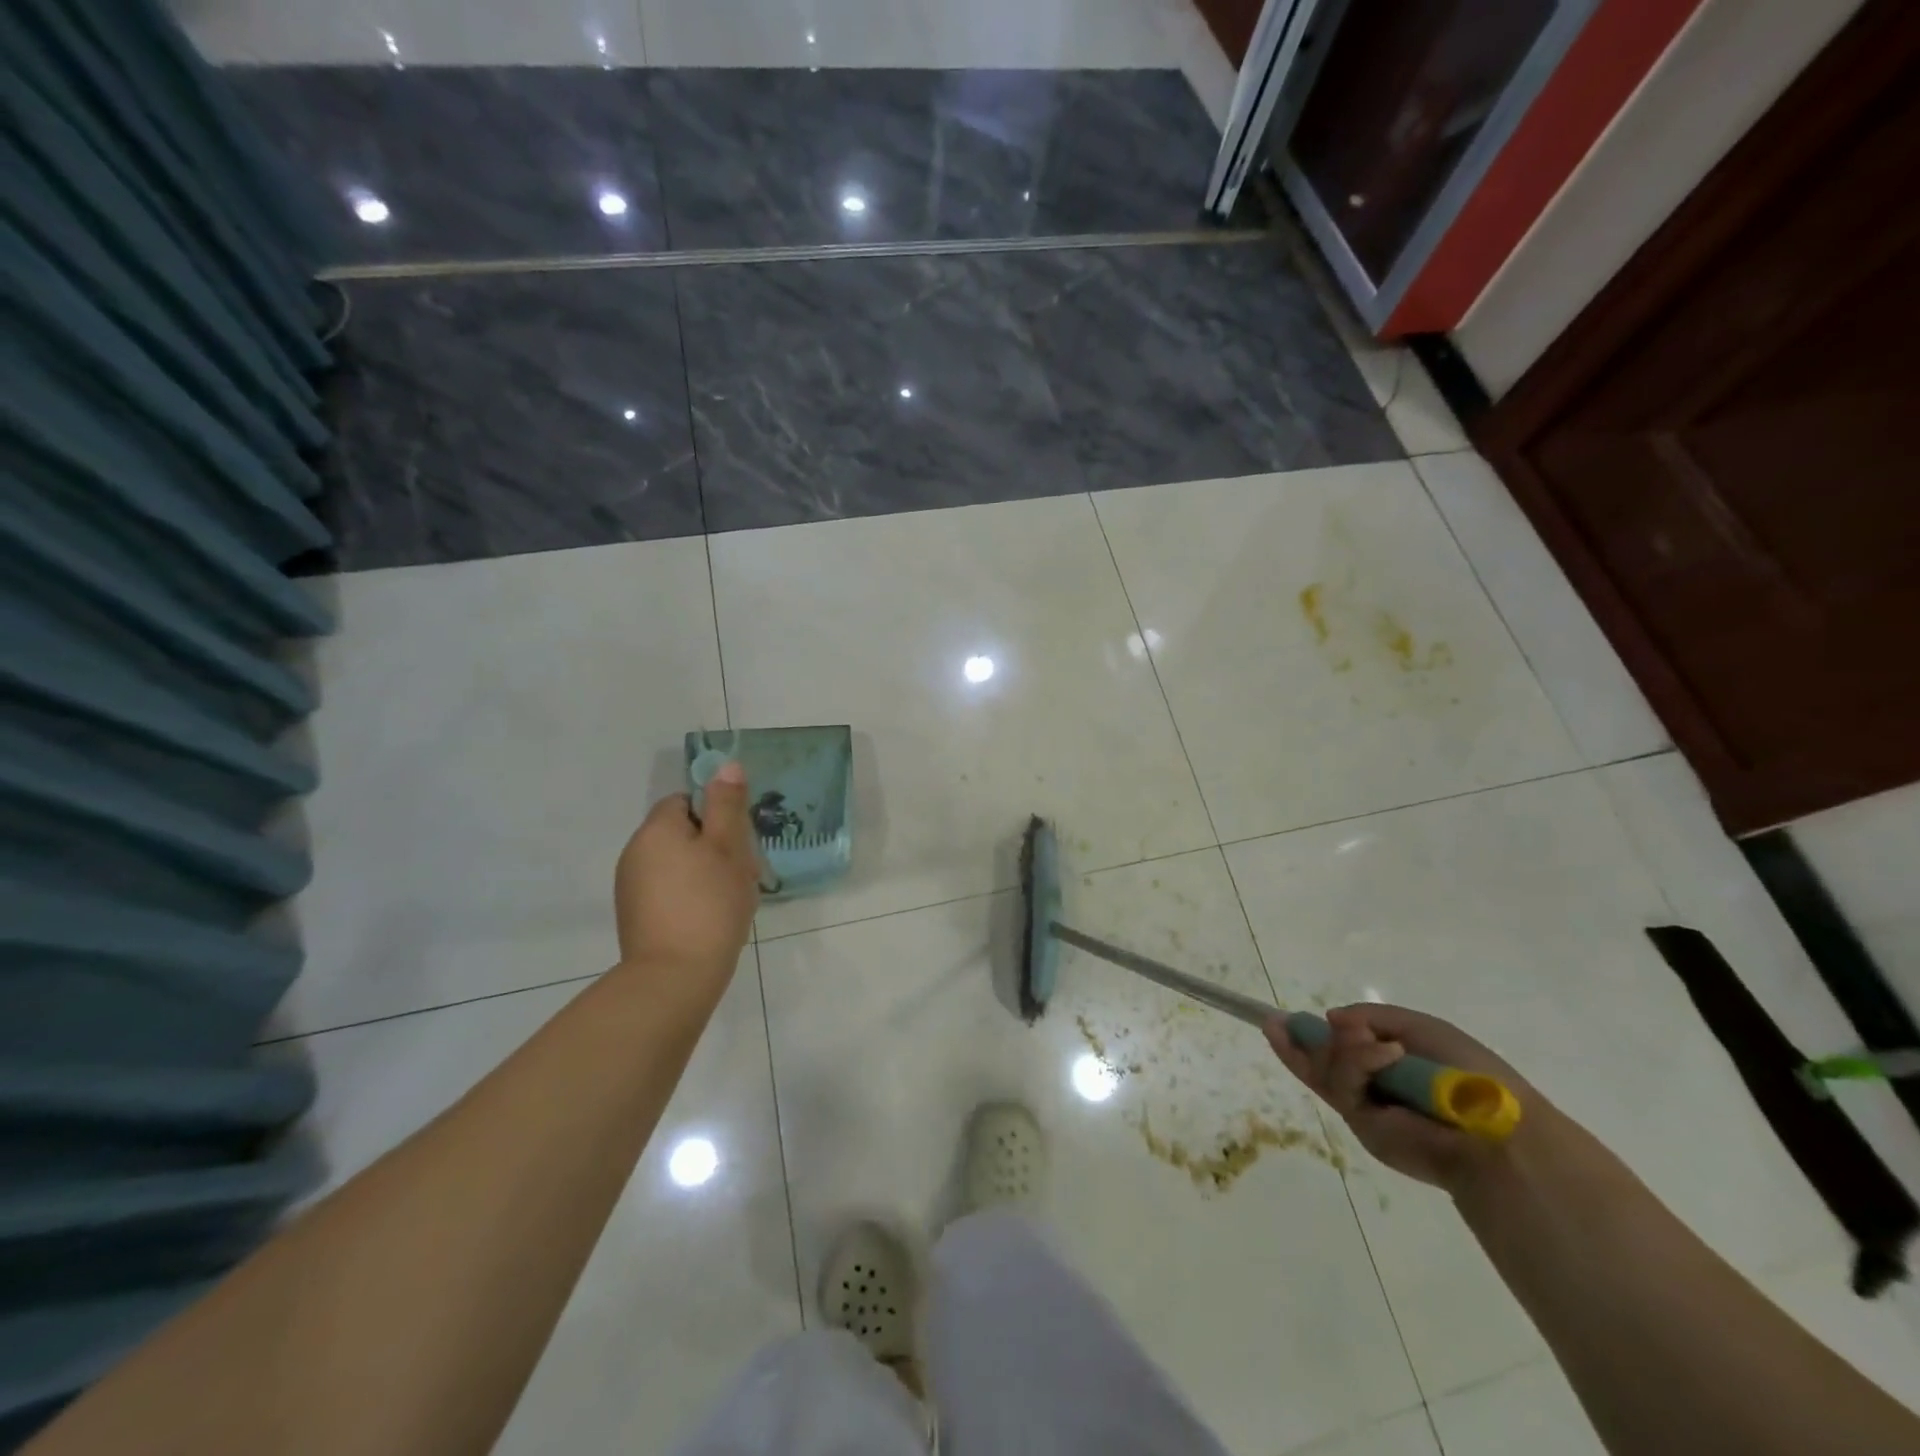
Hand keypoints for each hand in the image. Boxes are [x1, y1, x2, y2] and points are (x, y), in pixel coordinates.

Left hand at [613, 762, 760, 976]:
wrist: (674, 977)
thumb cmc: (709, 904)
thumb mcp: (728, 848)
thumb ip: (727, 804)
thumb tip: (727, 765)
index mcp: (656, 829)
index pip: (686, 801)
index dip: (717, 815)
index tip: (738, 841)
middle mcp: (636, 852)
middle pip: (682, 832)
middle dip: (715, 846)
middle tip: (741, 872)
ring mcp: (631, 887)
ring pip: (678, 863)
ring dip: (705, 872)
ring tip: (730, 899)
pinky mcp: (636, 916)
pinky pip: (669, 890)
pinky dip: (691, 896)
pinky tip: (711, 918)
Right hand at [1265, 1003, 1537, 1195]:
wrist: (1493, 1130)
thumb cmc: (1467, 1073)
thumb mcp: (1420, 1027)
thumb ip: (1371, 1017)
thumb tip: (1330, 1019)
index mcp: (1390, 1065)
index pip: (1341, 1049)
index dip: (1311, 1035)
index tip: (1282, 1020)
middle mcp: (1372, 1087)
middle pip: (1321, 1061)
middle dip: (1297, 1043)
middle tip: (1274, 1023)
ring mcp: (1363, 1106)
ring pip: (1327, 1067)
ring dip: (1345, 1049)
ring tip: (1377, 1045)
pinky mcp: (1359, 1122)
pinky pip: (1342, 1082)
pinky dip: (1360, 1062)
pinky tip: (1387, 1053)